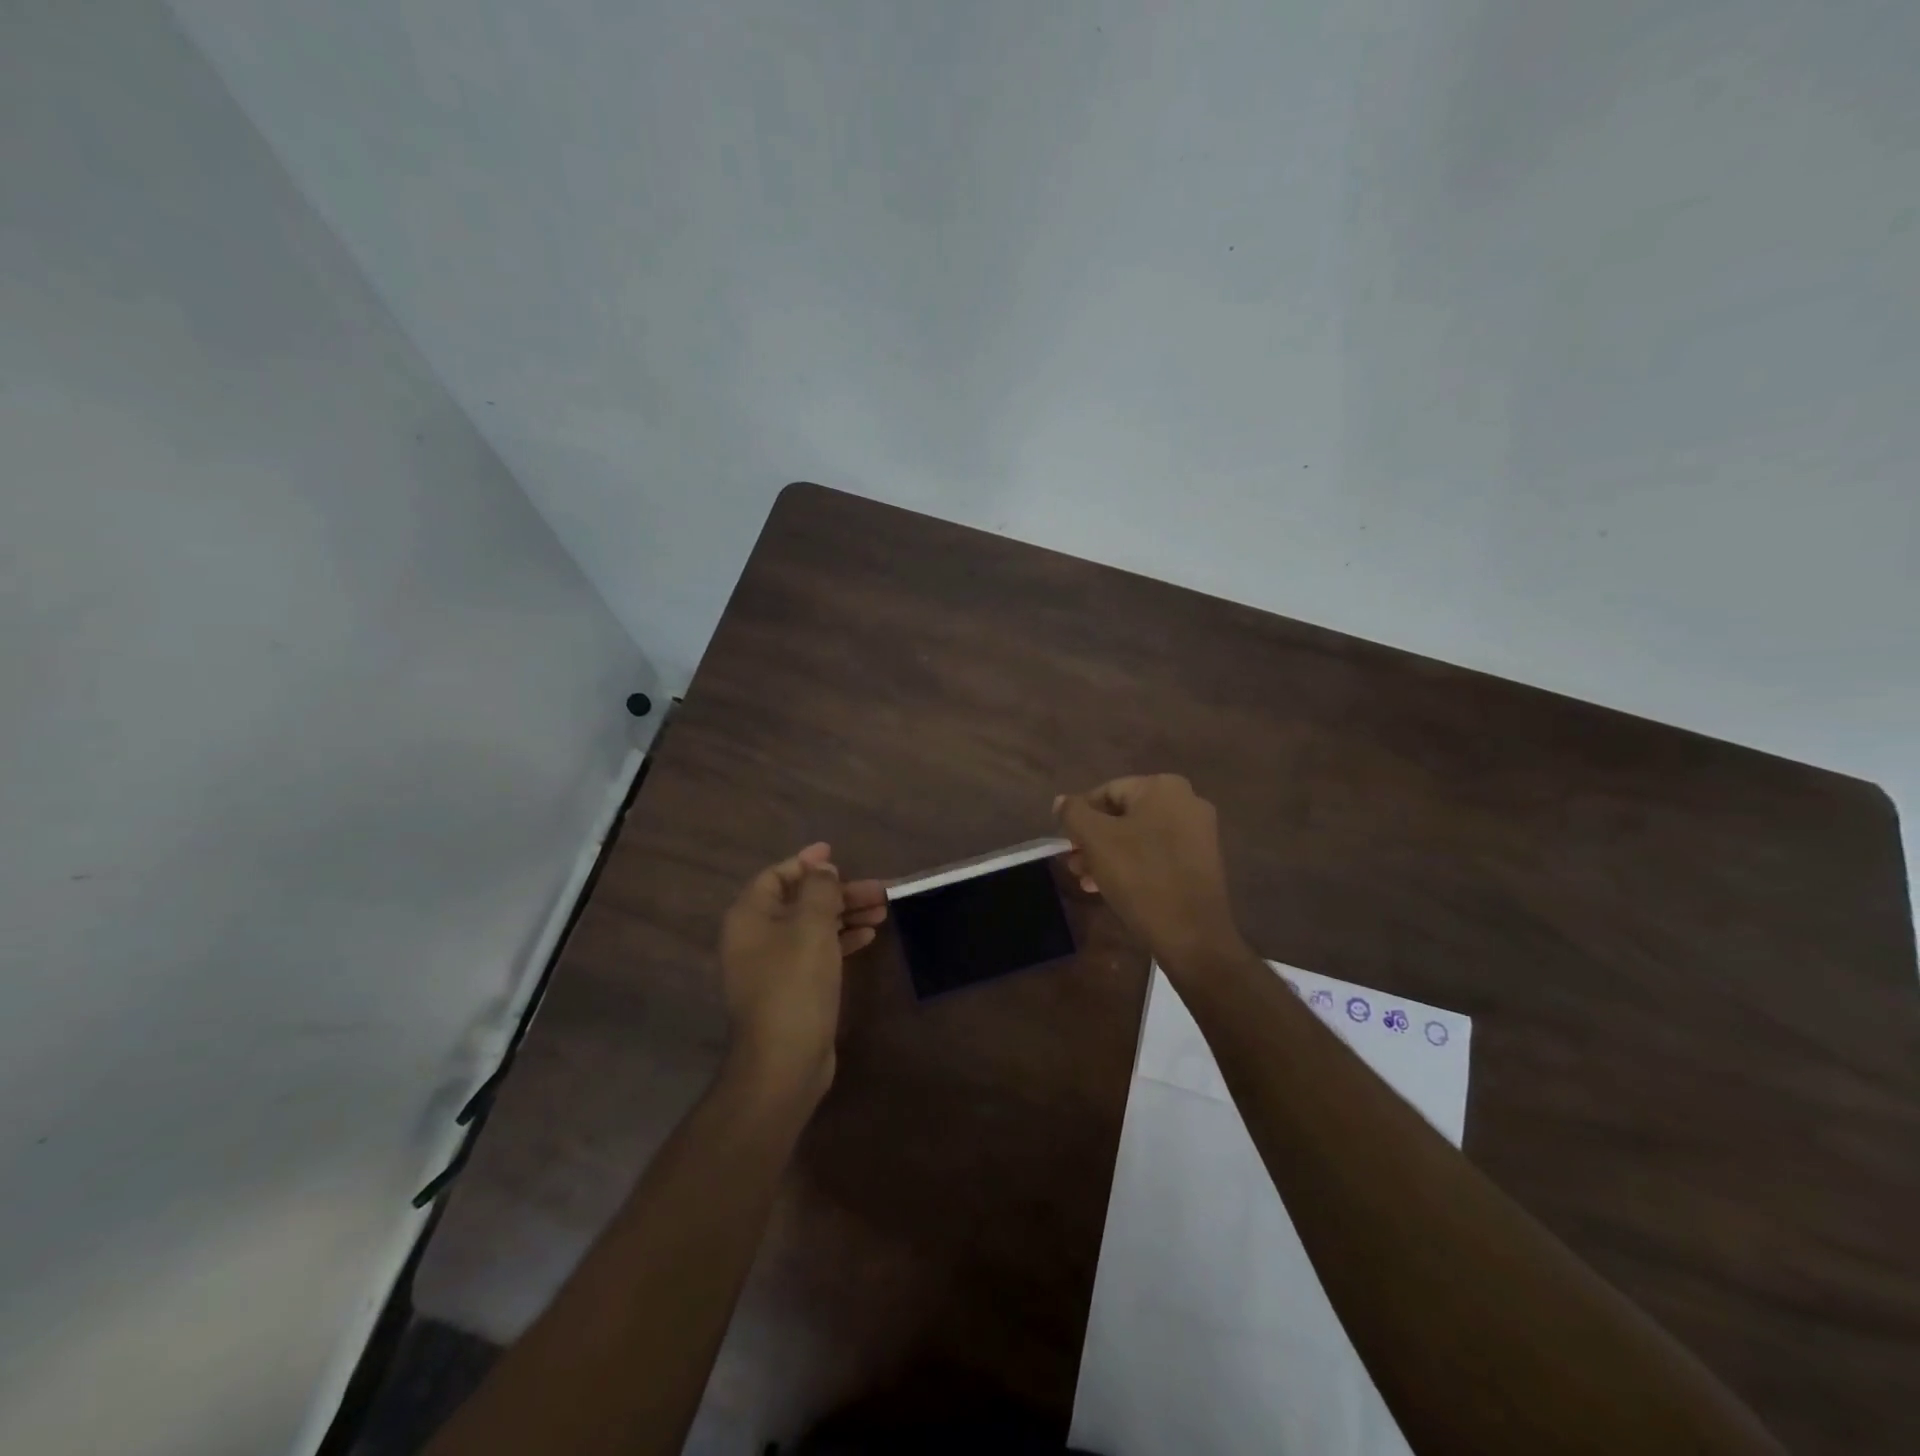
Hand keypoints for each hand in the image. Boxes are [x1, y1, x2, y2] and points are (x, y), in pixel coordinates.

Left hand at [718, 843, 887, 1100]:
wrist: (784, 1060)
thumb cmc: (795, 983)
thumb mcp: (811, 926)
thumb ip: (819, 890)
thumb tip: (822, 869)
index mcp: (750, 916)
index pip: (777, 875)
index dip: (807, 862)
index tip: (836, 853)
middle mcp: (755, 937)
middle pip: (800, 901)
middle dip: (839, 892)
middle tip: (879, 890)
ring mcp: (772, 966)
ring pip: (812, 927)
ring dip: (846, 915)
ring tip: (883, 911)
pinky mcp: (790, 989)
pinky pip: (816, 951)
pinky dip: (840, 940)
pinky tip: (868, 937)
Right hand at [1054, 775, 1243, 970]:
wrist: (1191, 934)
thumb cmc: (1139, 876)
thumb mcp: (1095, 839)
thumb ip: (1073, 813)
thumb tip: (1062, 801)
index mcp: (1163, 787)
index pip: (1106, 792)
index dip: (1080, 817)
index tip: (1066, 844)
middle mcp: (1187, 801)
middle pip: (1123, 815)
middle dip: (1094, 840)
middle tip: (1073, 864)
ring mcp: (1199, 833)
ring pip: (1139, 837)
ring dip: (1108, 855)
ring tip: (1087, 880)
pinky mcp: (1202, 861)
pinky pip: (1157, 854)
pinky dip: (1133, 865)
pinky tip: (1111, 888)